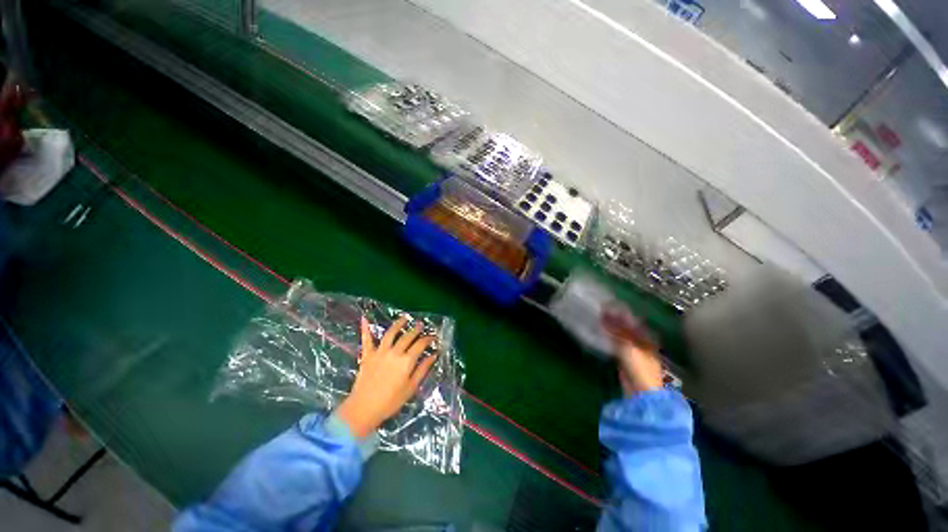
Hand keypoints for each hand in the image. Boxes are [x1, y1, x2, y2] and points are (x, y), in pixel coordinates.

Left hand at [336, 315, 437, 437]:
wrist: (363, 409)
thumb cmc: (391, 402)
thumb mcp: (411, 387)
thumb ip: (423, 369)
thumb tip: (434, 355)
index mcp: (406, 361)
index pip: (420, 345)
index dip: (428, 339)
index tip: (433, 337)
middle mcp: (394, 352)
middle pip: (407, 336)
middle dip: (416, 329)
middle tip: (421, 325)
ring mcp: (380, 352)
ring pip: (390, 333)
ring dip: (398, 324)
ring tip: (404, 318)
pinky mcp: (367, 355)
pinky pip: (366, 339)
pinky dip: (365, 328)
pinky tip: (364, 318)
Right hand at [602, 304, 663, 394]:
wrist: (641, 393)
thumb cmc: (640, 369)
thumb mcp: (627, 347)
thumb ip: (616, 332)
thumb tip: (604, 316)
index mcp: (646, 339)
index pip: (632, 321)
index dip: (621, 312)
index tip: (608, 305)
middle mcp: (641, 343)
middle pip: (626, 327)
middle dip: (614, 319)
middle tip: (601, 310)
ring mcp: (633, 351)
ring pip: (620, 335)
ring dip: (611, 327)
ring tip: (599, 319)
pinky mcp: (625, 359)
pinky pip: (615, 344)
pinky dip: (609, 337)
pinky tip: (601, 333)